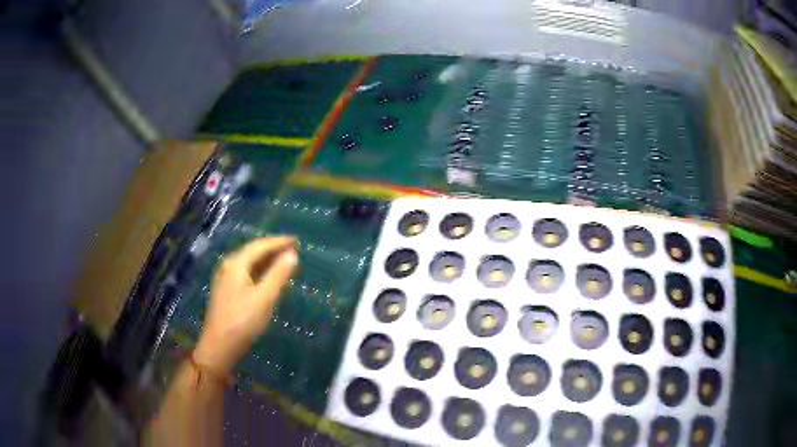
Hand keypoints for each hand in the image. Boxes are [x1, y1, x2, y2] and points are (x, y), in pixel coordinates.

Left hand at [194, 237, 297, 375]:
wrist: (219, 346)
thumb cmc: (243, 320)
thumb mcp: (265, 298)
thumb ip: (278, 275)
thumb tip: (292, 254)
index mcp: (236, 264)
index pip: (259, 246)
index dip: (278, 242)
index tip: (296, 240)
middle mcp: (228, 267)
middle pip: (252, 252)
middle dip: (272, 250)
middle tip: (292, 249)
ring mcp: (225, 280)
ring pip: (248, 264)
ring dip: (266, 261)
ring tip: (283, 262)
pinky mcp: (226, 292)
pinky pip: (245, 274)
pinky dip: (260, 272)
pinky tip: (268, 279)